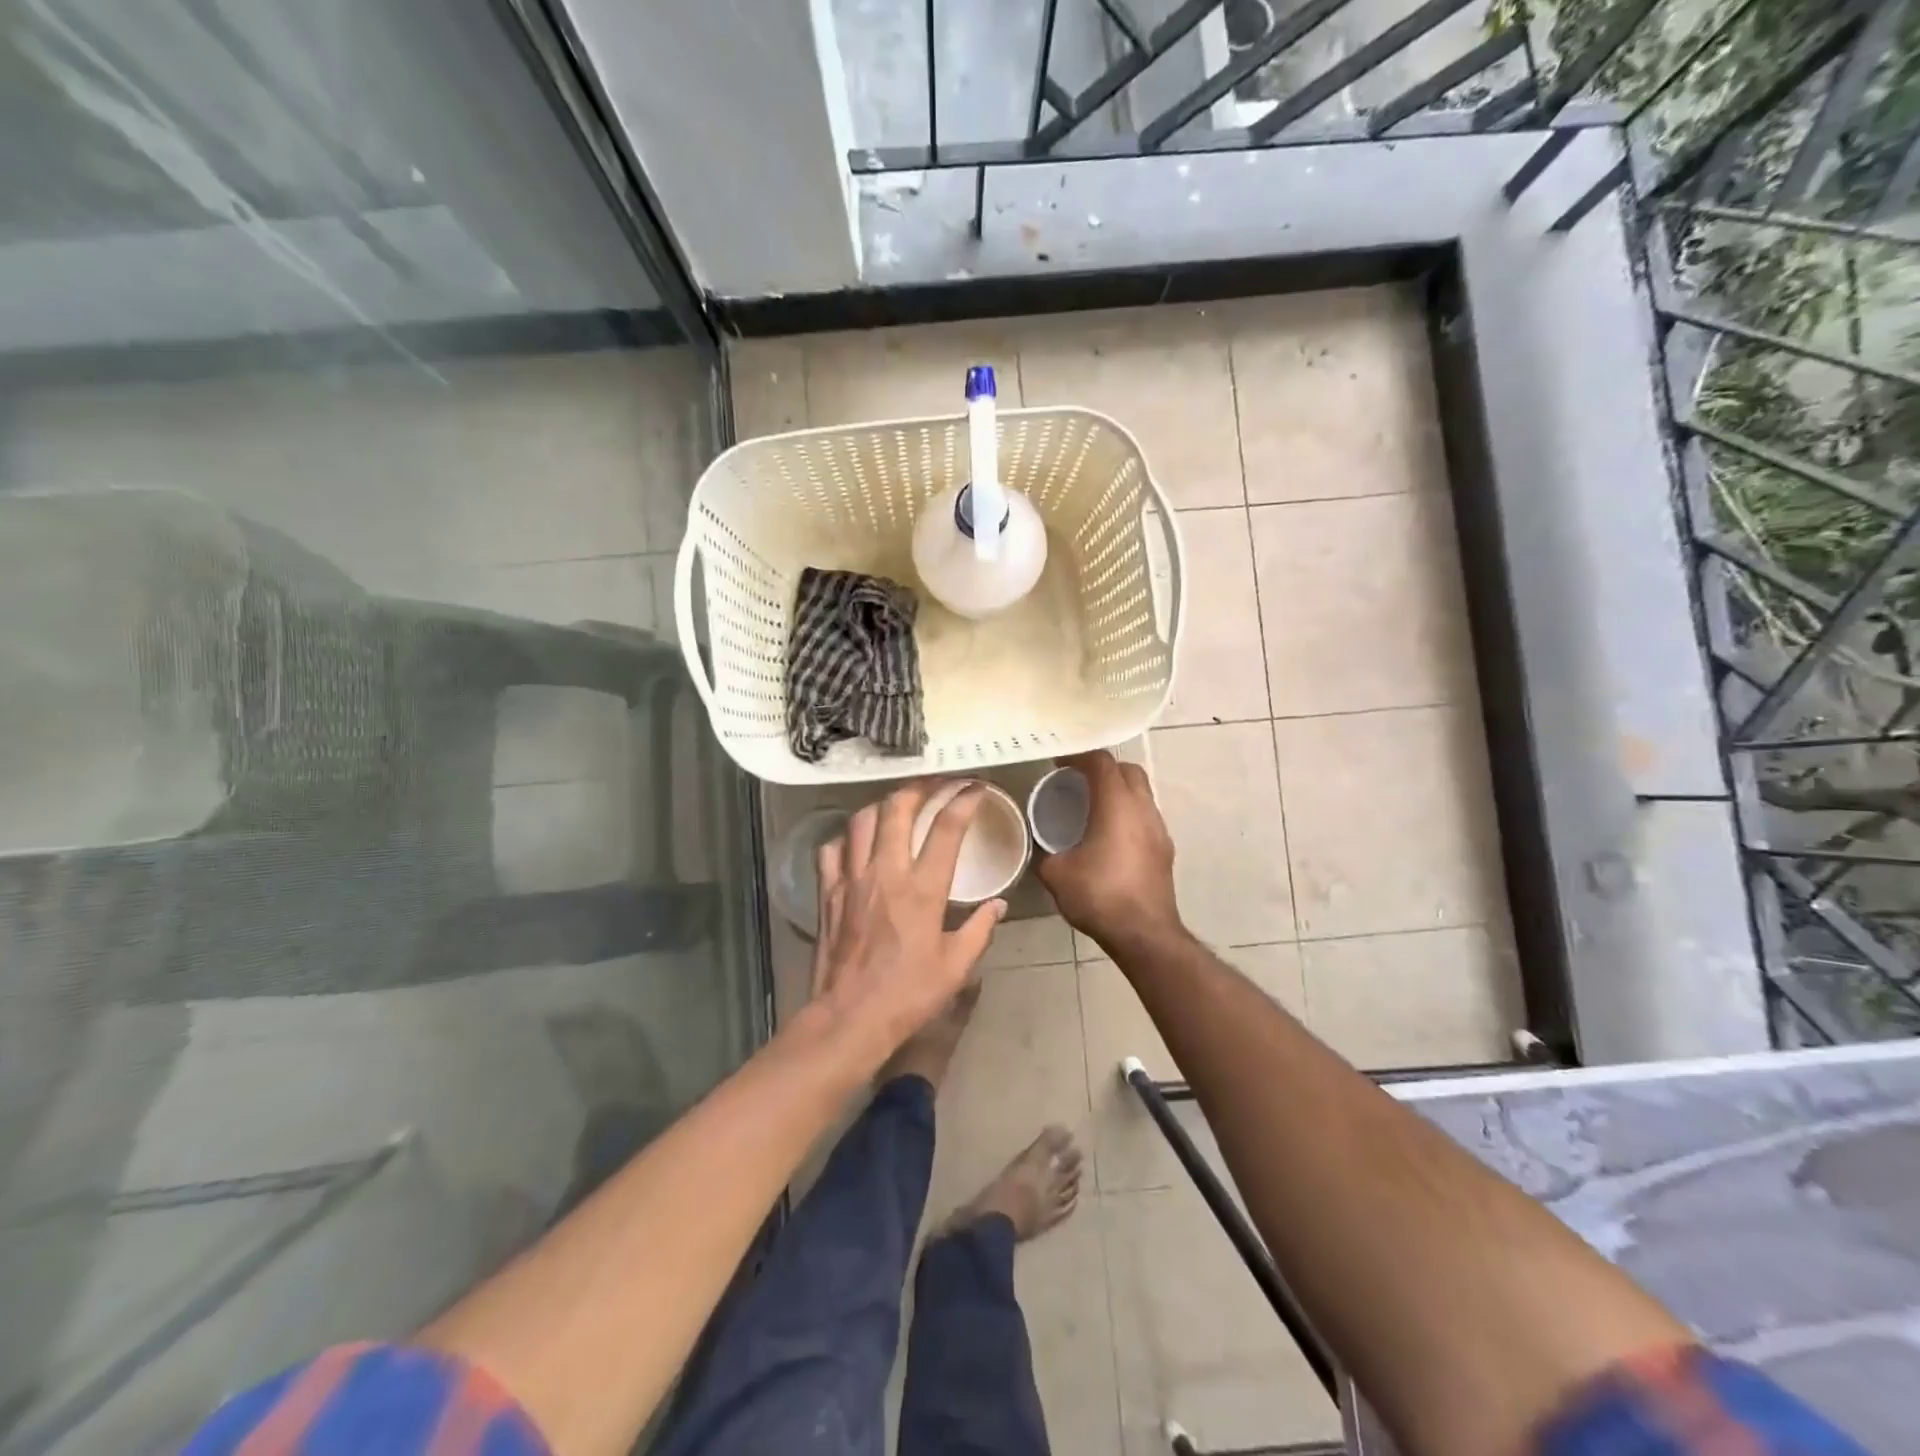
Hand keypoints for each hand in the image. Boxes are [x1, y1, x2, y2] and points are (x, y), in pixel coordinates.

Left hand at [809, 782, 1006, 1061]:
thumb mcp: (956, 968)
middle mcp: (886, 872)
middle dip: (919, 786)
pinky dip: (847, 837)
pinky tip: (857, 841)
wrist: (849, 1019)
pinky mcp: (828, 892)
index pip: (947, 828)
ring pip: (862, 820)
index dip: (964, 800)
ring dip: (883, 805)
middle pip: (898, 807)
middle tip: (936, 783)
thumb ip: (980, 930)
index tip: (975, 788)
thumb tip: (999, 905)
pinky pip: (832, 849)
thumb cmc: (908, 995)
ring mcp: (852, 879)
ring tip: (898, 804)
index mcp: (923, 889)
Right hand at [1035, 751, 1180, 950]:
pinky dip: (1128, 813)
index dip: (1079, 757)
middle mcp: (1142, 808)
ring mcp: (1158, 829)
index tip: (1059, 763)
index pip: (1101, 762)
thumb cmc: (1099, 896)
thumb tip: (1042, 847)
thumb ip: (1046, 852)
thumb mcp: (1056, 873)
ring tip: (1093, 806)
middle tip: (1077, 779)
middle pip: (1128, 770)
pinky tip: (1110, 835)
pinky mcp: (1165, 849)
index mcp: (1116, 804)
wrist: (1144, 934)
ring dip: (1119, 790)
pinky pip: (1145, 816)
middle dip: (1103, 768)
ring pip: (1141, 793)